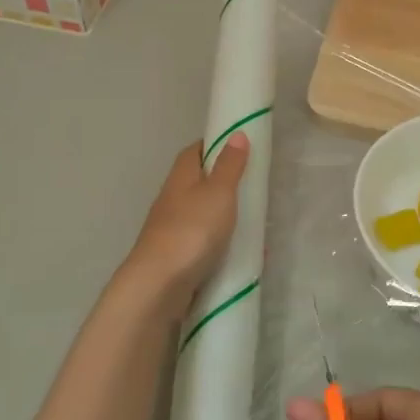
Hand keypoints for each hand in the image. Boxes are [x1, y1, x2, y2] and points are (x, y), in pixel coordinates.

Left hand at [125, 135, 248, 294]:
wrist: (160, 285)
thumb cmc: (191, 230)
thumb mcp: (218, 192)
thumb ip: (229, 165)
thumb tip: (236, 134)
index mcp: (180, 178)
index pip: (195, 151)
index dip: (216, 145)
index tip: (241, 147)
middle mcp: (173, 200)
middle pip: (201, 184)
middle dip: (227, 185)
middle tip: (257, 188)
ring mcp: (175, 231)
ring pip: (205, 217)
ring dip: (229, 218)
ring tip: (259, 223)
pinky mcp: (180, 258)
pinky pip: (208, 246)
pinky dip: (227, 248)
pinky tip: (248, 256)